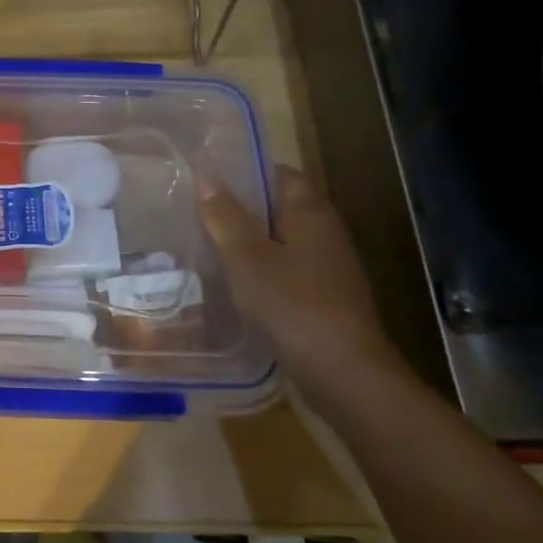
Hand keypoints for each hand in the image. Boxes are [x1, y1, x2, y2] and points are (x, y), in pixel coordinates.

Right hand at [198, 167, 404, 413]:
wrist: (343, 370)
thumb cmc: (290, 303)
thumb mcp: (245, 256)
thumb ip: (224, 215)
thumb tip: (206, 173)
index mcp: (310, 211)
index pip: (278, 173)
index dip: (245, 172)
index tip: (208, 179)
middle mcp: (326, 231)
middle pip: (280, 206)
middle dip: (243, 208)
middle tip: (199, 212)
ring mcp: (330, 266)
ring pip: (284, 240)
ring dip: (251, 242)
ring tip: (209, 246)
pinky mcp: (327, 296)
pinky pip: (289, 269)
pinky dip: (264, 270)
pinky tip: (236, 284)